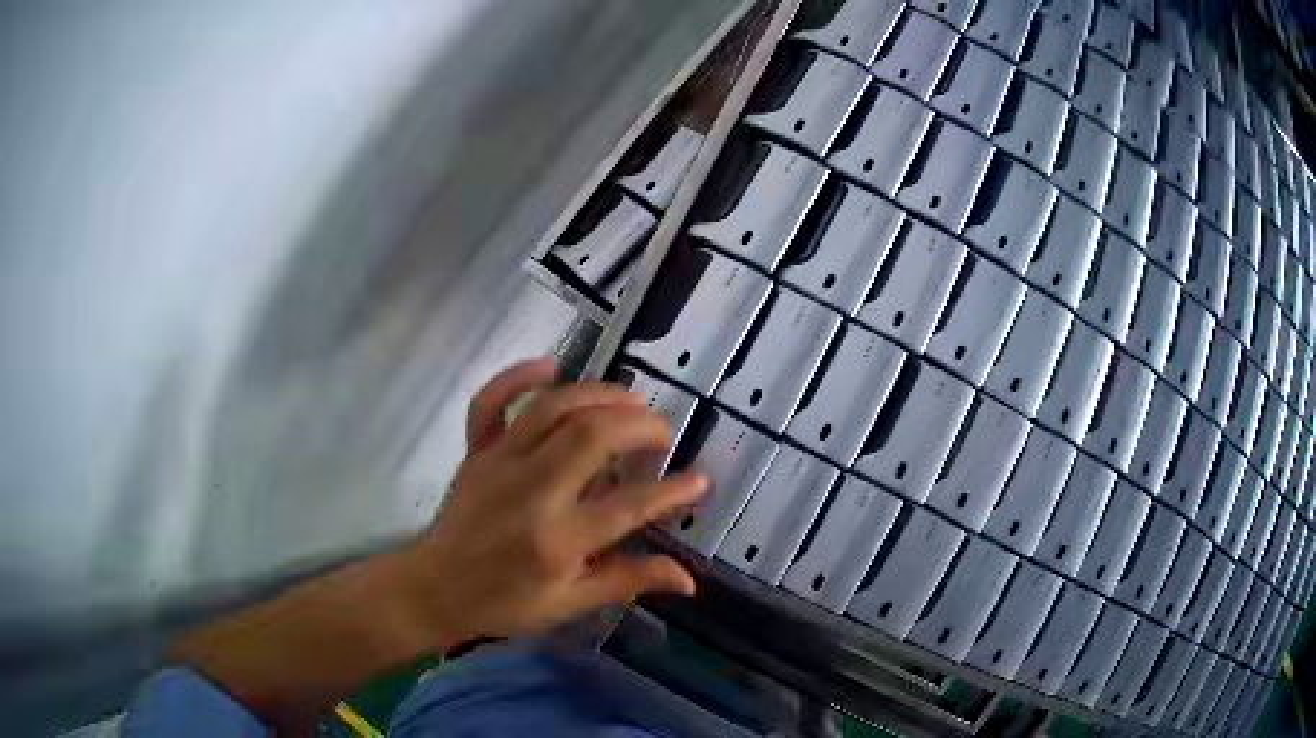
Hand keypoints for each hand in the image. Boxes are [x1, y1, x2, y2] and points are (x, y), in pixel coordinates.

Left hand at [393, 357, 706, 646]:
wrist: (435, 589)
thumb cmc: (504, 603)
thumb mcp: (569, 604)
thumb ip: (627, 581)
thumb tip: (688, 580)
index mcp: (557, 539)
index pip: (628, 507)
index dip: (672, 491)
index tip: (699, 480)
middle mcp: (531, 492)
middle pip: (590, 436)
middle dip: (638, 425)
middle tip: (661, 432)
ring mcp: (498, 464)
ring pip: (551, 408)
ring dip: (597, 394)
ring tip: (630, 400)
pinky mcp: (475, 452)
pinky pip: (490, 402)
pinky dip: (517, 376)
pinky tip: (551, 366)